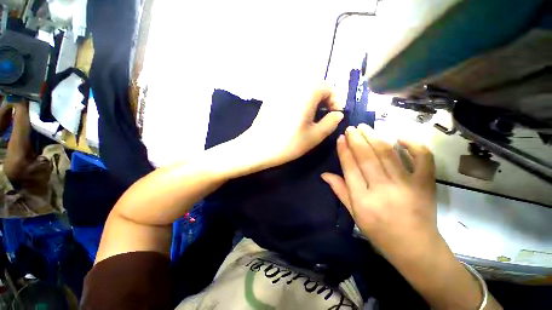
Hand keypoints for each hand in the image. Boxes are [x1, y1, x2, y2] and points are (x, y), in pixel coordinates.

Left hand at [236, 86, 342, 173]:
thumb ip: (331, 122)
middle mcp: (294, 83)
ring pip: (303, 89)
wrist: (257, 147)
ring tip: (310, 117)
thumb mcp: (315, 135)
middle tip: (323, 117)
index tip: (334, 116)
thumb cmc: (289, 143)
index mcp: (308, 90)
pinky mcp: (271, 97)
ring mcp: (280, 89)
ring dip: (311, 100)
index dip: (335, 102)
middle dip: (323, 100)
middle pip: (315, 86)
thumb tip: (337, 114)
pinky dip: (298, 101)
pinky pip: (290, 94)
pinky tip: (294, 116)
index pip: (328, 88)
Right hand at [321, 124, 436, 251]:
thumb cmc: (380, 233)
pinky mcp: (425, 184)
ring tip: (366, 127)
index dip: (344, 151)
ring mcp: (407, 185)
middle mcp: (383, 189)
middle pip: (367, 158)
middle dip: (357, 140)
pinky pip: (423, 159)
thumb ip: (340, 191)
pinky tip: (401, 136)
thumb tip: (324, 174)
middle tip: (352, 128)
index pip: (350, 168)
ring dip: (375, 137)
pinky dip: (414, 145)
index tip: (341, 138)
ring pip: (388, 154)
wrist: (416, 248)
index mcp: (363, 200)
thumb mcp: (354, 215)